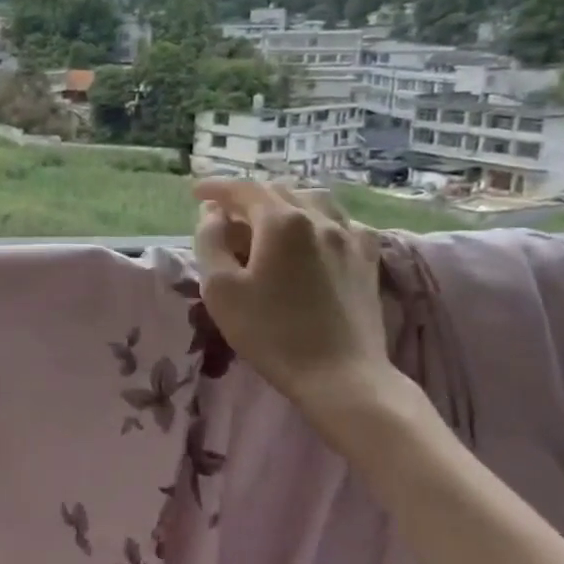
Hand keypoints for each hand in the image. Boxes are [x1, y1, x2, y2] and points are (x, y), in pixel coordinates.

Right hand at [191, 181, 394, 416]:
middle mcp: (319, 219)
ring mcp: (350, 238)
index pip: (243, 190)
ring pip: (314, 200)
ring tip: (267, 217)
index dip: (216, 187)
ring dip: (284, 202)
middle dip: (248, 195)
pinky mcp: (367, 261)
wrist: (341, 376)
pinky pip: (342, 222)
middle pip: (279, 191)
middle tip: (225, 211)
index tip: (195, 192)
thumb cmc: (271, 333)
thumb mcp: (221, 289)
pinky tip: (314, 234)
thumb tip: (212, 214)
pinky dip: (319, 218)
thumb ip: (210, 242)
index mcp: (281, 222)